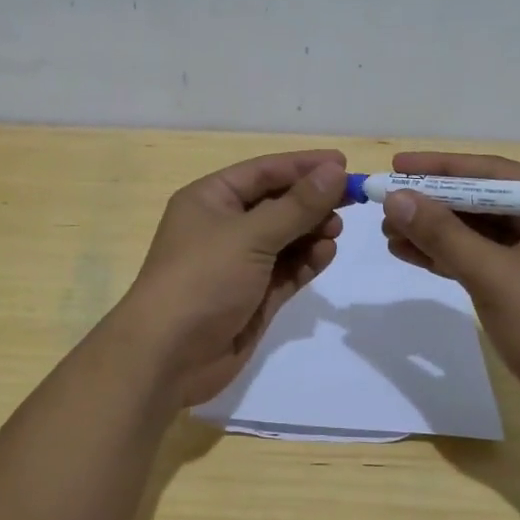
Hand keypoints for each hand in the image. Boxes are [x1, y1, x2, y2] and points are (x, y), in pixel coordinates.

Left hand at [116, 150, 347, 408]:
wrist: (168, 357)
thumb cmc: (202, 279)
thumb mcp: (250, 236)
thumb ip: (296, 206)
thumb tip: (335, 171)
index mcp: (210, 199)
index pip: (263, 171)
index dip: (303, 165)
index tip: (343, 163)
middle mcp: (224, 226)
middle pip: (277, 203)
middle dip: (311, 200)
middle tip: (351, 200)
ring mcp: (239, 263)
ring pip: (285, 237)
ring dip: (311, 231)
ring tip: (336, 230)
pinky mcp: (254, 296)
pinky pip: (286, 270)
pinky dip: (306, 261)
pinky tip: (326, 254)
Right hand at [381, 151, 519, 442]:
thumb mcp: (496, 277)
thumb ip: (444, 235)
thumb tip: (396, 198)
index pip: (494, 173)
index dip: (441, 167)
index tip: (397, 164)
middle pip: (484, 202)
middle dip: (433, 204)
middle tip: (387, 205)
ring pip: (480, 234)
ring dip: (436, 233)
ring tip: (389, 233)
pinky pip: (483, 262)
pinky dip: (449, 259)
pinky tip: (411, 255)